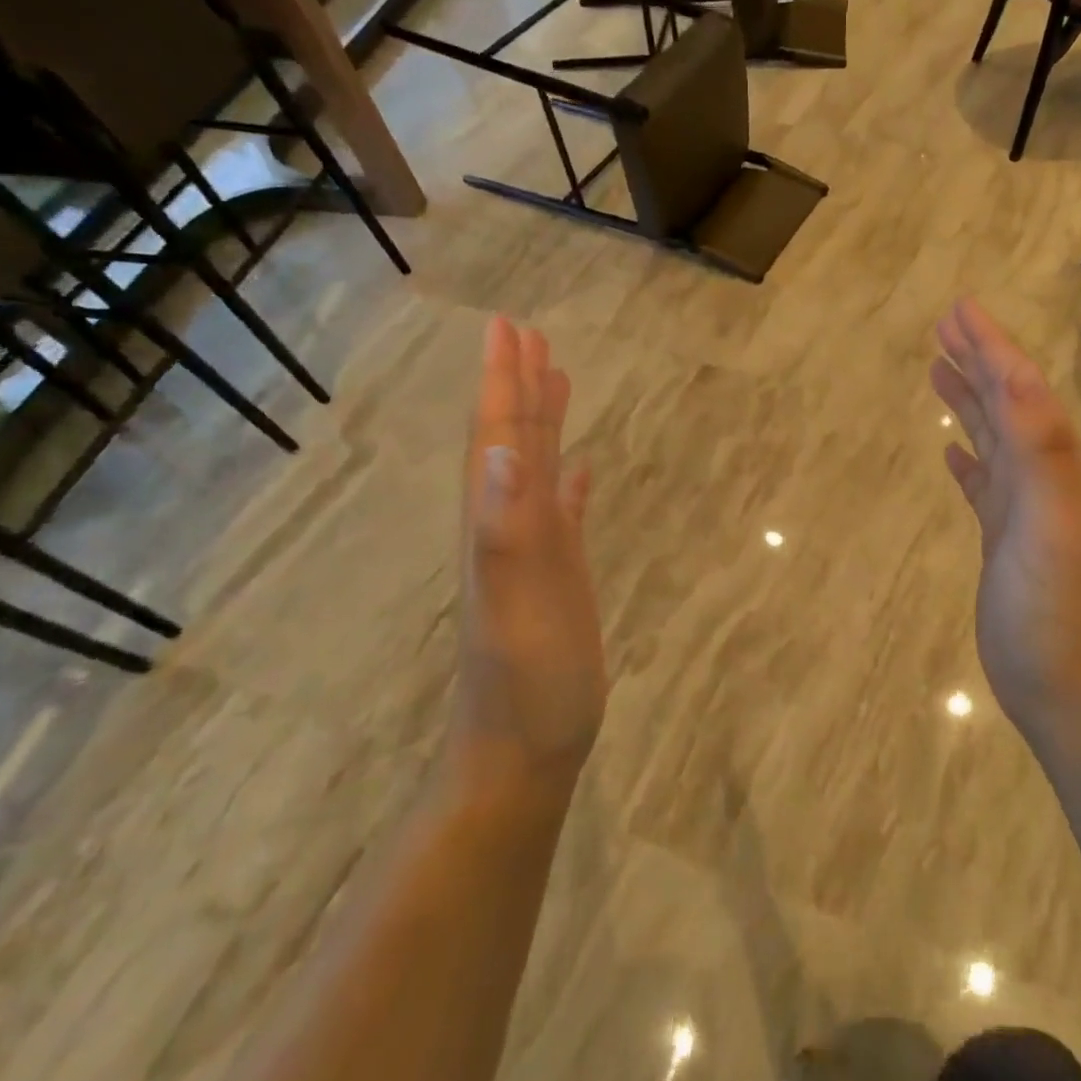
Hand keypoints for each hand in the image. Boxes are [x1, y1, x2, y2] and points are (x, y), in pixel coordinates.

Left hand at [452, 318, 605, 788]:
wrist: (522, 753)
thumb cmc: (525, 687)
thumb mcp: (516, 608)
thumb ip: (506, 531)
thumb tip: (504, 450)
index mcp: (498, 523)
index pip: (500, 437)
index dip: (502, 382)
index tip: (507, 327)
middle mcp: (510, 526)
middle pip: (515, 440)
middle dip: (519, 385)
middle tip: (528, 333)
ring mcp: (535, 550)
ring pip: (538, 468)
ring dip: (543, 420)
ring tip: (557, 376)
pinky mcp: (559, 574)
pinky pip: (565, 510)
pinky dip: (570, 480)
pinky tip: (581, 466)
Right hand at [929, 299, 1080, 736]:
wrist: (1070, 687)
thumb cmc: (1057, 606)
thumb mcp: (1051, 521)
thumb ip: (1041, 448)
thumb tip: (1021, 375)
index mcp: (1052, 463)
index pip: (1019, 388)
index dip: (991, 345)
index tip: (959, 308)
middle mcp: (1040, 476)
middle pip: (1007, 403)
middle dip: (978, 360)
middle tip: (945, 325)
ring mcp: (1022, 509)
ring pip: (993, 438)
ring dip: (969, 401)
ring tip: (938, 370)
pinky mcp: (1004, 540)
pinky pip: (983, 484)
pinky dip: (968, 460)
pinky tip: (952, 454)